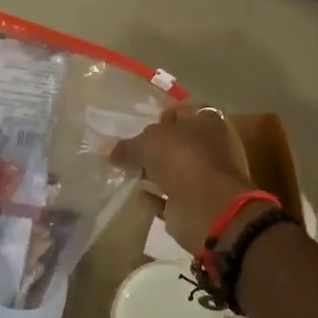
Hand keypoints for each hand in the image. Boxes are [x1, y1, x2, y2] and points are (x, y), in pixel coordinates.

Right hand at [109, 104, 260, 256]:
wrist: (205, 205)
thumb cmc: (181, 157)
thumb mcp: (147, 143)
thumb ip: (127, 146)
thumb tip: (107, 149)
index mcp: (206, 120)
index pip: (182, 112)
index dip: (161, 117)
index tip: (140, 126)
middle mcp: (210, 145)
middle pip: (177, 143)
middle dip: (155, 148)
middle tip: (130, 152)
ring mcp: (205, 176)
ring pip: (174, 170)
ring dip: (155, 173)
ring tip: (128, 174)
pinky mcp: (197, 202)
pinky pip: (171, 197)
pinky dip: (156, 197)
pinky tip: (139, 196)